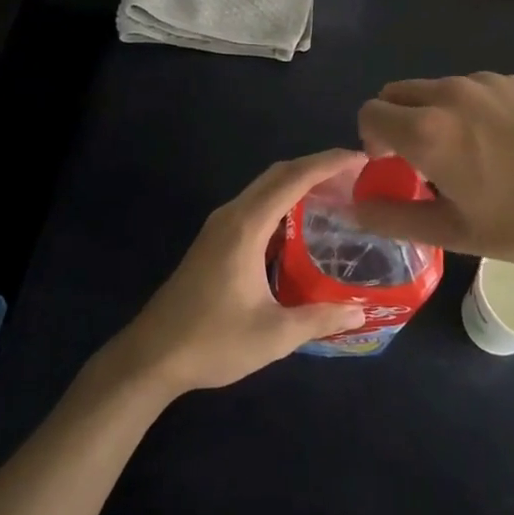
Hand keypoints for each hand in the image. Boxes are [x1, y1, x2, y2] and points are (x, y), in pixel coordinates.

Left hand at [107, 151, 368, 397]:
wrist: (151, 356)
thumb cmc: (212, 341)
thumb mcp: (274, 335)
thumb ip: (319, 319)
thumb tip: (360, 313)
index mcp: (246, 226)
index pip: (294, 178)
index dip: (329, 163)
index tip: (362, 158)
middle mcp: (232, 215)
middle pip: (279, 174)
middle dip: (318, 167)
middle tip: (357, 176)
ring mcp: (219, 226)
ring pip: (265, 188)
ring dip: (299, 183)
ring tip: (337, 194)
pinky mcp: (214, 240)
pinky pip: (256, 205)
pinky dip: (284, 201)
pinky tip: (302, 224)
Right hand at [350, 73, 513, 284]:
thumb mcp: (452, 232)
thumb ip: (392, 217)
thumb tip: (353, 208)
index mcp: (428, 130)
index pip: (370, 113)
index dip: (371, 141)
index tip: (393, 168)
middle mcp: (451, 94)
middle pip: (397, 93)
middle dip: (395, 122)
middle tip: (421, 162)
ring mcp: (487, 83)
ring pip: (434, 89)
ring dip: (430, 114)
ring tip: (465, 155)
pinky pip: (470, 88)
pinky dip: (465, 108)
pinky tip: (499, 144)